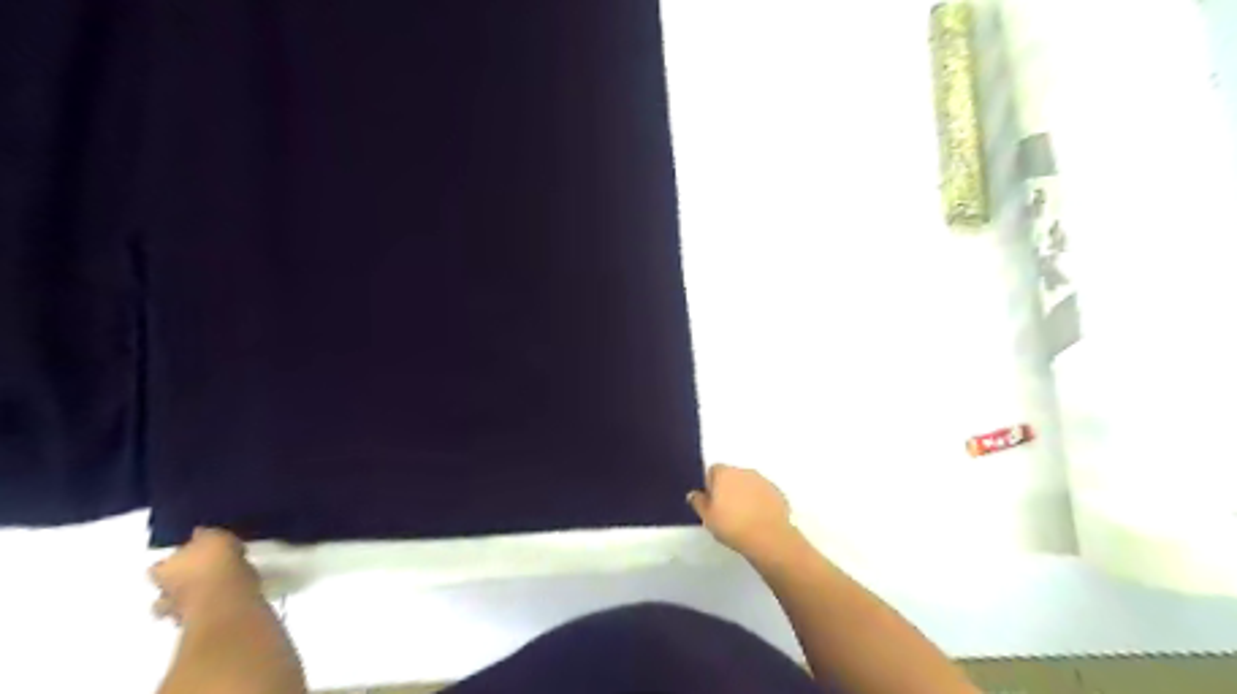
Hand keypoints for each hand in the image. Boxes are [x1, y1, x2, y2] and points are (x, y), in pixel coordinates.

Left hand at [151, 525, 261, 623]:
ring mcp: (178, 611)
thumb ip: (205, 535)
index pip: (159, 565)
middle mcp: (164, 591)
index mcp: (164, 569)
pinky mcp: (198, 624)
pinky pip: (198, 613)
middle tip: (196, 575)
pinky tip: (221, 600)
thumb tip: (199, 533)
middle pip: (164, 587)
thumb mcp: (215, 537)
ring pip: (177, 604)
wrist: (226, 599)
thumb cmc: (217, 562)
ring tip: (209, 590)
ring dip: (188, 598)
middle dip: (175, 583)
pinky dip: (206, 607)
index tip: (189, 556)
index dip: (173, 561)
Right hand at [691, 462, 796, 560]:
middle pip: (732, 475)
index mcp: (724, 473)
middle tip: (727, 510)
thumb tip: (694, 494)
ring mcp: (763, 480)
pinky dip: (760, 501)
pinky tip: (758, 518)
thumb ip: (698, 502)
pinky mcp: (777, 492)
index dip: (711, 485)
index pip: (713, 470)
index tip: (713, 502)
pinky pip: (763, 493)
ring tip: (744, 516)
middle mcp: (743, 471)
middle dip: (729, 488)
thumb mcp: (707, 518)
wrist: (769, 538)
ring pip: (748, 483)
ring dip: (745, 493)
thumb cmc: (732, 526)